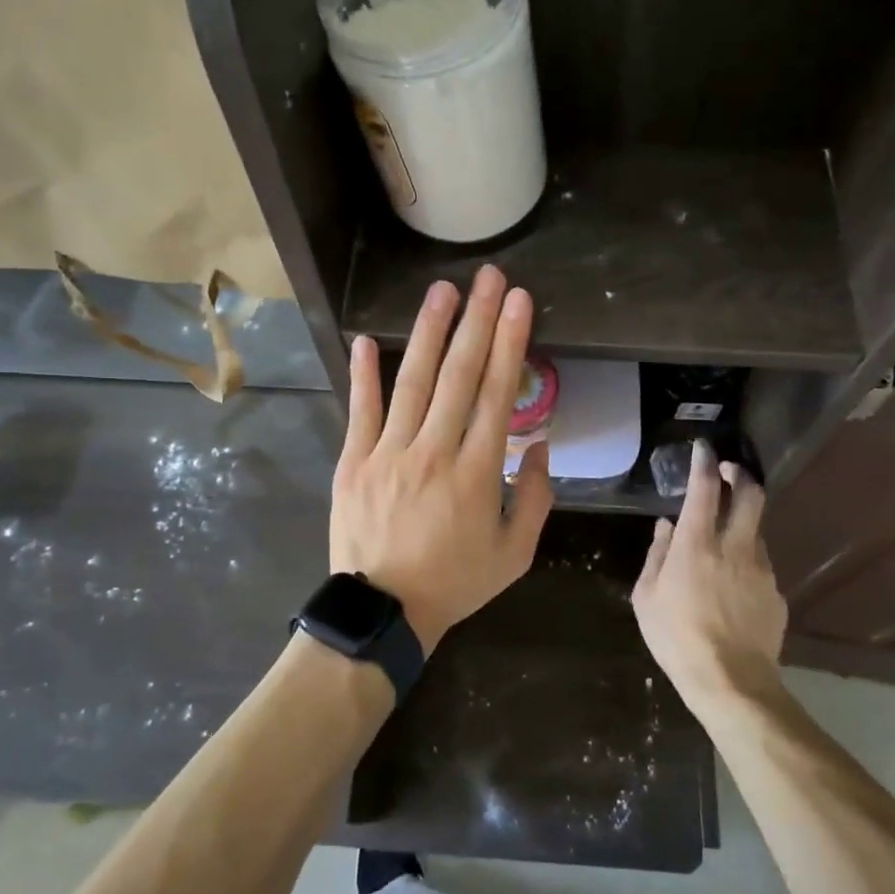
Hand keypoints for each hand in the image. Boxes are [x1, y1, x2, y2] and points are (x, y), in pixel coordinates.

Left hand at [331, 265, 553, 654]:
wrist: (384, 614)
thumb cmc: (455, 583)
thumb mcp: (516, 555)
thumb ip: (536, 499)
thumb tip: (540, 446)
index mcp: (478, 473)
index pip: (499, 394)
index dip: (511, 343)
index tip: (520, 303)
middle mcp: (434, 452)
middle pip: (459, 375)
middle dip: (478, 321)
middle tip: (489, 278)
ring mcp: (388, 454)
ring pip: (413, 383)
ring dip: (430, 333)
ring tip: (443, 291)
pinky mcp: (354, 462)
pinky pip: (360, 411)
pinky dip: (364, 375)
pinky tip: (370, 339)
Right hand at [630, 442, 787, 717]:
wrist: (731, 683)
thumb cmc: (677, 638)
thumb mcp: (647, 596)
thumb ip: (657, 554)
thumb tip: (666, 526)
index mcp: (698, 544)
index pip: (706, 488)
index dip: (705, 462)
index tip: (703, 448)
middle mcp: (735, 547)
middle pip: (751, 495)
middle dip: (740, 475)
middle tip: (727, 473)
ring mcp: (762, 570)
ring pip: (756, 530)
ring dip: (741, 522)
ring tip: (722, 540)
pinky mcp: (776, 594)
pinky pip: (760, 565)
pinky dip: (746, 561)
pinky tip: (732, 585)